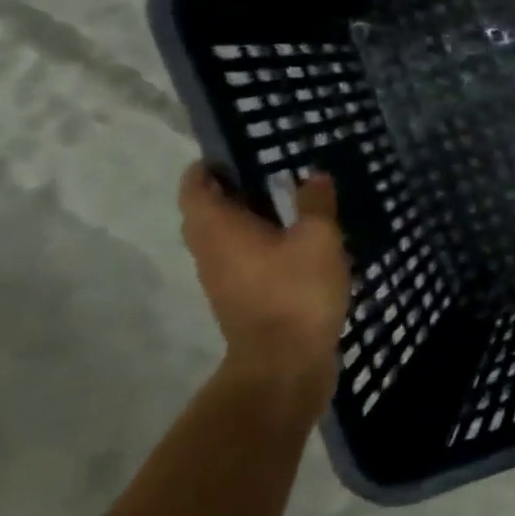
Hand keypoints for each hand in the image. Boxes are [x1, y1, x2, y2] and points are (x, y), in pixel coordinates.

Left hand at [179, 164, 349, 414]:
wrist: (284, 363)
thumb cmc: (296, 291)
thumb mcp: (318, 238)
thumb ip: (315, 203)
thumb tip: (313, 176)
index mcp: (219, 227)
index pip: (196, 185)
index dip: (211, 165)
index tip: (238, 151)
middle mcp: (210, 249)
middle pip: (209, 210)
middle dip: (234, 189)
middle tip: (271, 172)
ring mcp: (222, 278)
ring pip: (226, 236)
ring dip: (249, 218)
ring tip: (290, 205)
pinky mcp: (240, 298)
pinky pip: (243, 258)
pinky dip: (260, 243)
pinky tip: (296, 243)